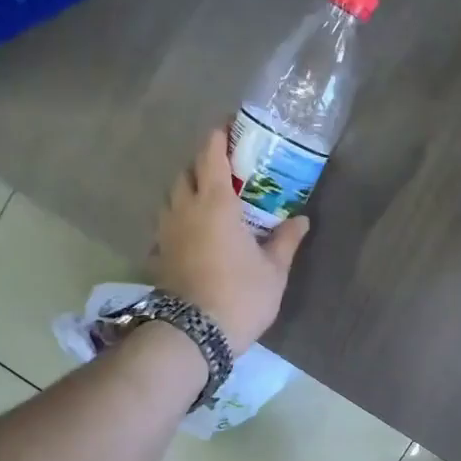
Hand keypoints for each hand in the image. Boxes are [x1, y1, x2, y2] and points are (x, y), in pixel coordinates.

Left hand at [151, 130, 309, 353]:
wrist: (194, 333)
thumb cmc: (240, 296)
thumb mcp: (273, 271)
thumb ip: (285, 241)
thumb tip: (300, 220)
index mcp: (216, 203)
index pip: (211, 155)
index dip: (219, 136)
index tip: (229, 127)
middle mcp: (186, 208)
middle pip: (187, 171)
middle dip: (203, 163)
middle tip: (226, 169)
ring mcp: (167, 231)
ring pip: (172, 196)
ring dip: (188, 189)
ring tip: (209, 199)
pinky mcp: (159, 253)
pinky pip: (167, 223)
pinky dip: (179, 217)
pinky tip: (193, 232)